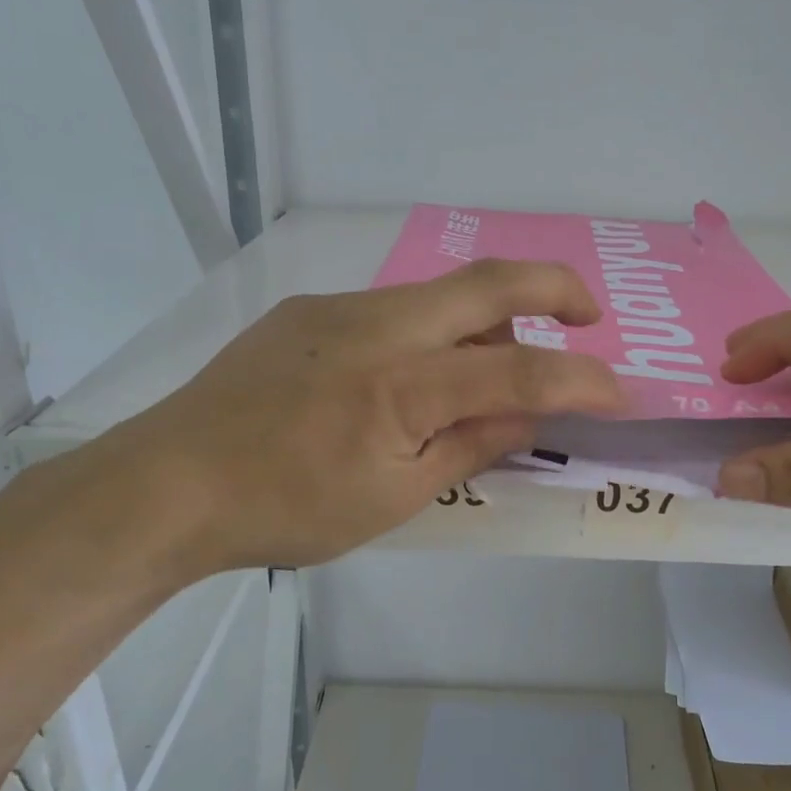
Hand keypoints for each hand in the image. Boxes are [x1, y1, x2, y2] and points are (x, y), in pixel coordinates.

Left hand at [54, 260, 625, 580]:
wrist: (171, 482)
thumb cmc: (287, 509)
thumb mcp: (393, 498)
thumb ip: (470, 445)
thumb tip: (528, 413)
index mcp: (402, 386)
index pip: (518, 369)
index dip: (580, 379)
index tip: (619, 392)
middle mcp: (377, 326)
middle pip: (487, 281)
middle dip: (554, 288)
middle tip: (587, 315)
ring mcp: (339, 308)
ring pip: (439, 295)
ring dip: (483, 322)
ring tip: (482, 375)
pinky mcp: (310, 310)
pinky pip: (393, 310)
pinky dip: (429, 333)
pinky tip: (404, 379)